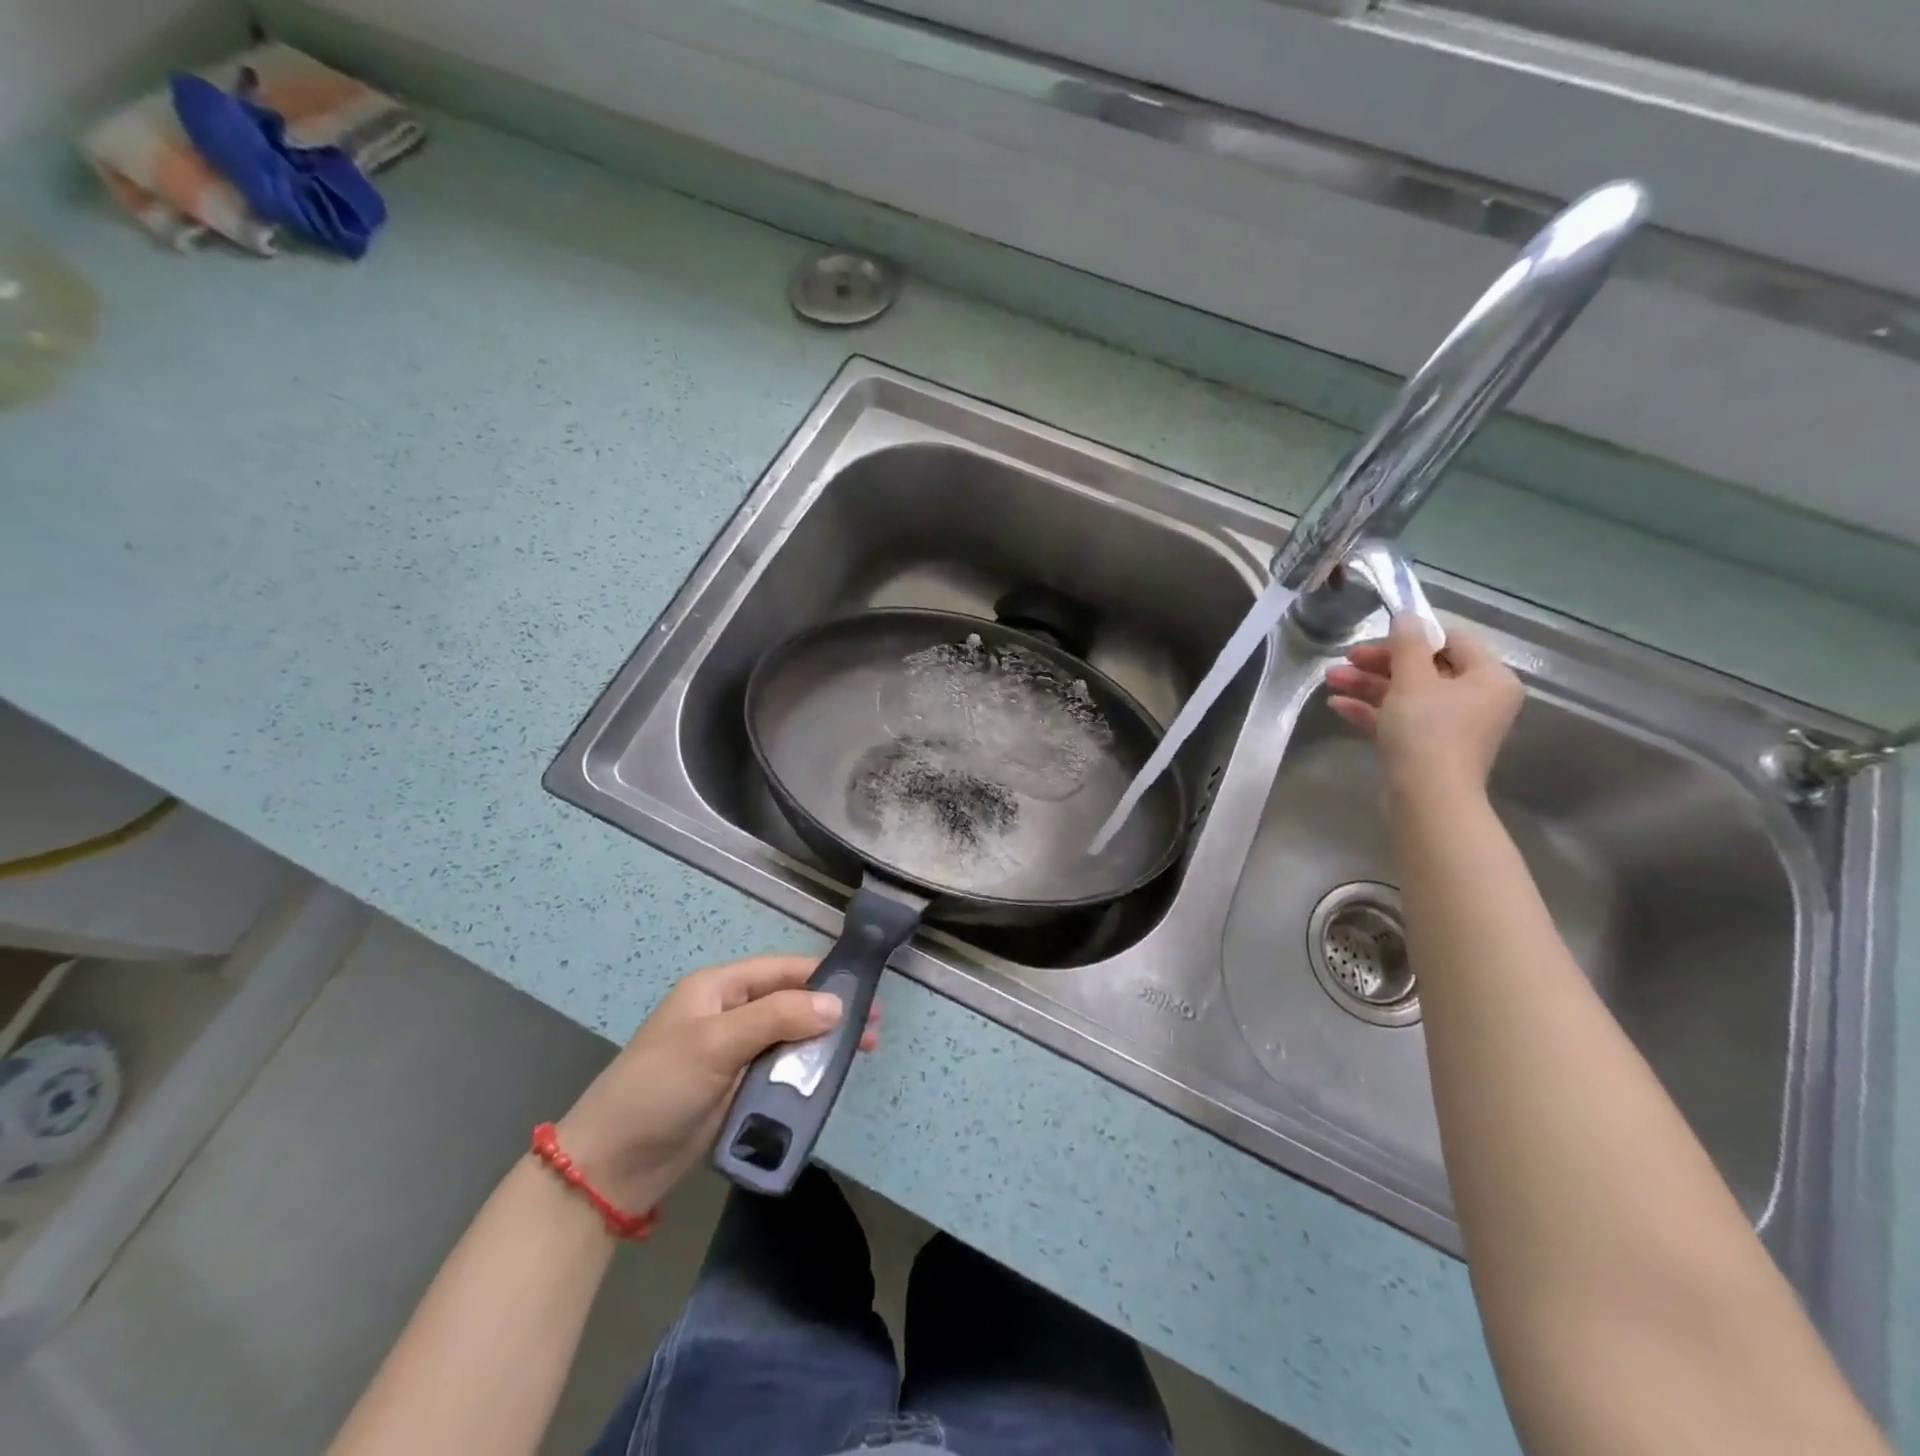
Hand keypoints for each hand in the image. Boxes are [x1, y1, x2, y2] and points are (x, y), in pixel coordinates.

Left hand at [555, 955, 878, 1209]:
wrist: (611, 1166)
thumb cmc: (660, 1087)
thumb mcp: (717, 1043)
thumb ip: (777, 1017)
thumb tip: (836, 1004)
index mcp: (718, 988)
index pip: (781, 970)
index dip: (822, 977)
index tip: (864, 991)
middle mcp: (729, 1014)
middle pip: (790, 1003)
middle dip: (830, 1012)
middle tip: (872, 1029)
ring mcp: (733, 1053)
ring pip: (789, 1038)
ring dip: (822, 1044)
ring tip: (862, 1054)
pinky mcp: (736, 1088)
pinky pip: (780, 1071)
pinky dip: (805, 1073)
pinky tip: (829, 1080)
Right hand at [1324, 615, 1523, 800]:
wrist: (1427, 797)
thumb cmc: (1427, 731)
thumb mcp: (1412, 680)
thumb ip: (1408, 644)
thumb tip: (1407, 616)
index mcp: (1488, 678)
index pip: (1452, 641)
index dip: (1412, 635)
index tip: (1376, 634)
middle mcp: (1475, 699)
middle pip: (1424, 668)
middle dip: (1379, 663)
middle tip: (1345, 658)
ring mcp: (1450, 726)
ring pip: (1405, 694)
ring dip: (1367, 685)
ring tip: (1331, 680)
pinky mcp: (1425, 747)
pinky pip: (1398, 719)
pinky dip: (1370, 710)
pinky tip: (1337, 705)